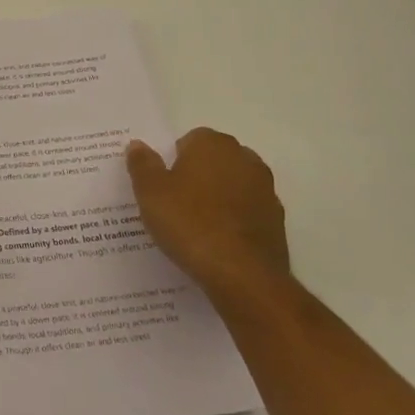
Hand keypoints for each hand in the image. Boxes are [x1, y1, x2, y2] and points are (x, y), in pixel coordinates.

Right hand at [127, 129, 289, 296]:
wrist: (243, 275)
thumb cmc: (190, 223)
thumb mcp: (150, 192)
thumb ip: (142, 164)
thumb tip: (138, 145)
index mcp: (213, 145)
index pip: (190, 140)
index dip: (173, 160)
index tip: (162, 184)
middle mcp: (244, 159)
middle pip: (214, 160)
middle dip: (197, 175)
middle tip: (175, 202)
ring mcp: (266, 190)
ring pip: (233, 185)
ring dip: (217, 197)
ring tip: (195, 225)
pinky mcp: (277, 221)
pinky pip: (247, 211)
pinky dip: (234, 220)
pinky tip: (217, 241)